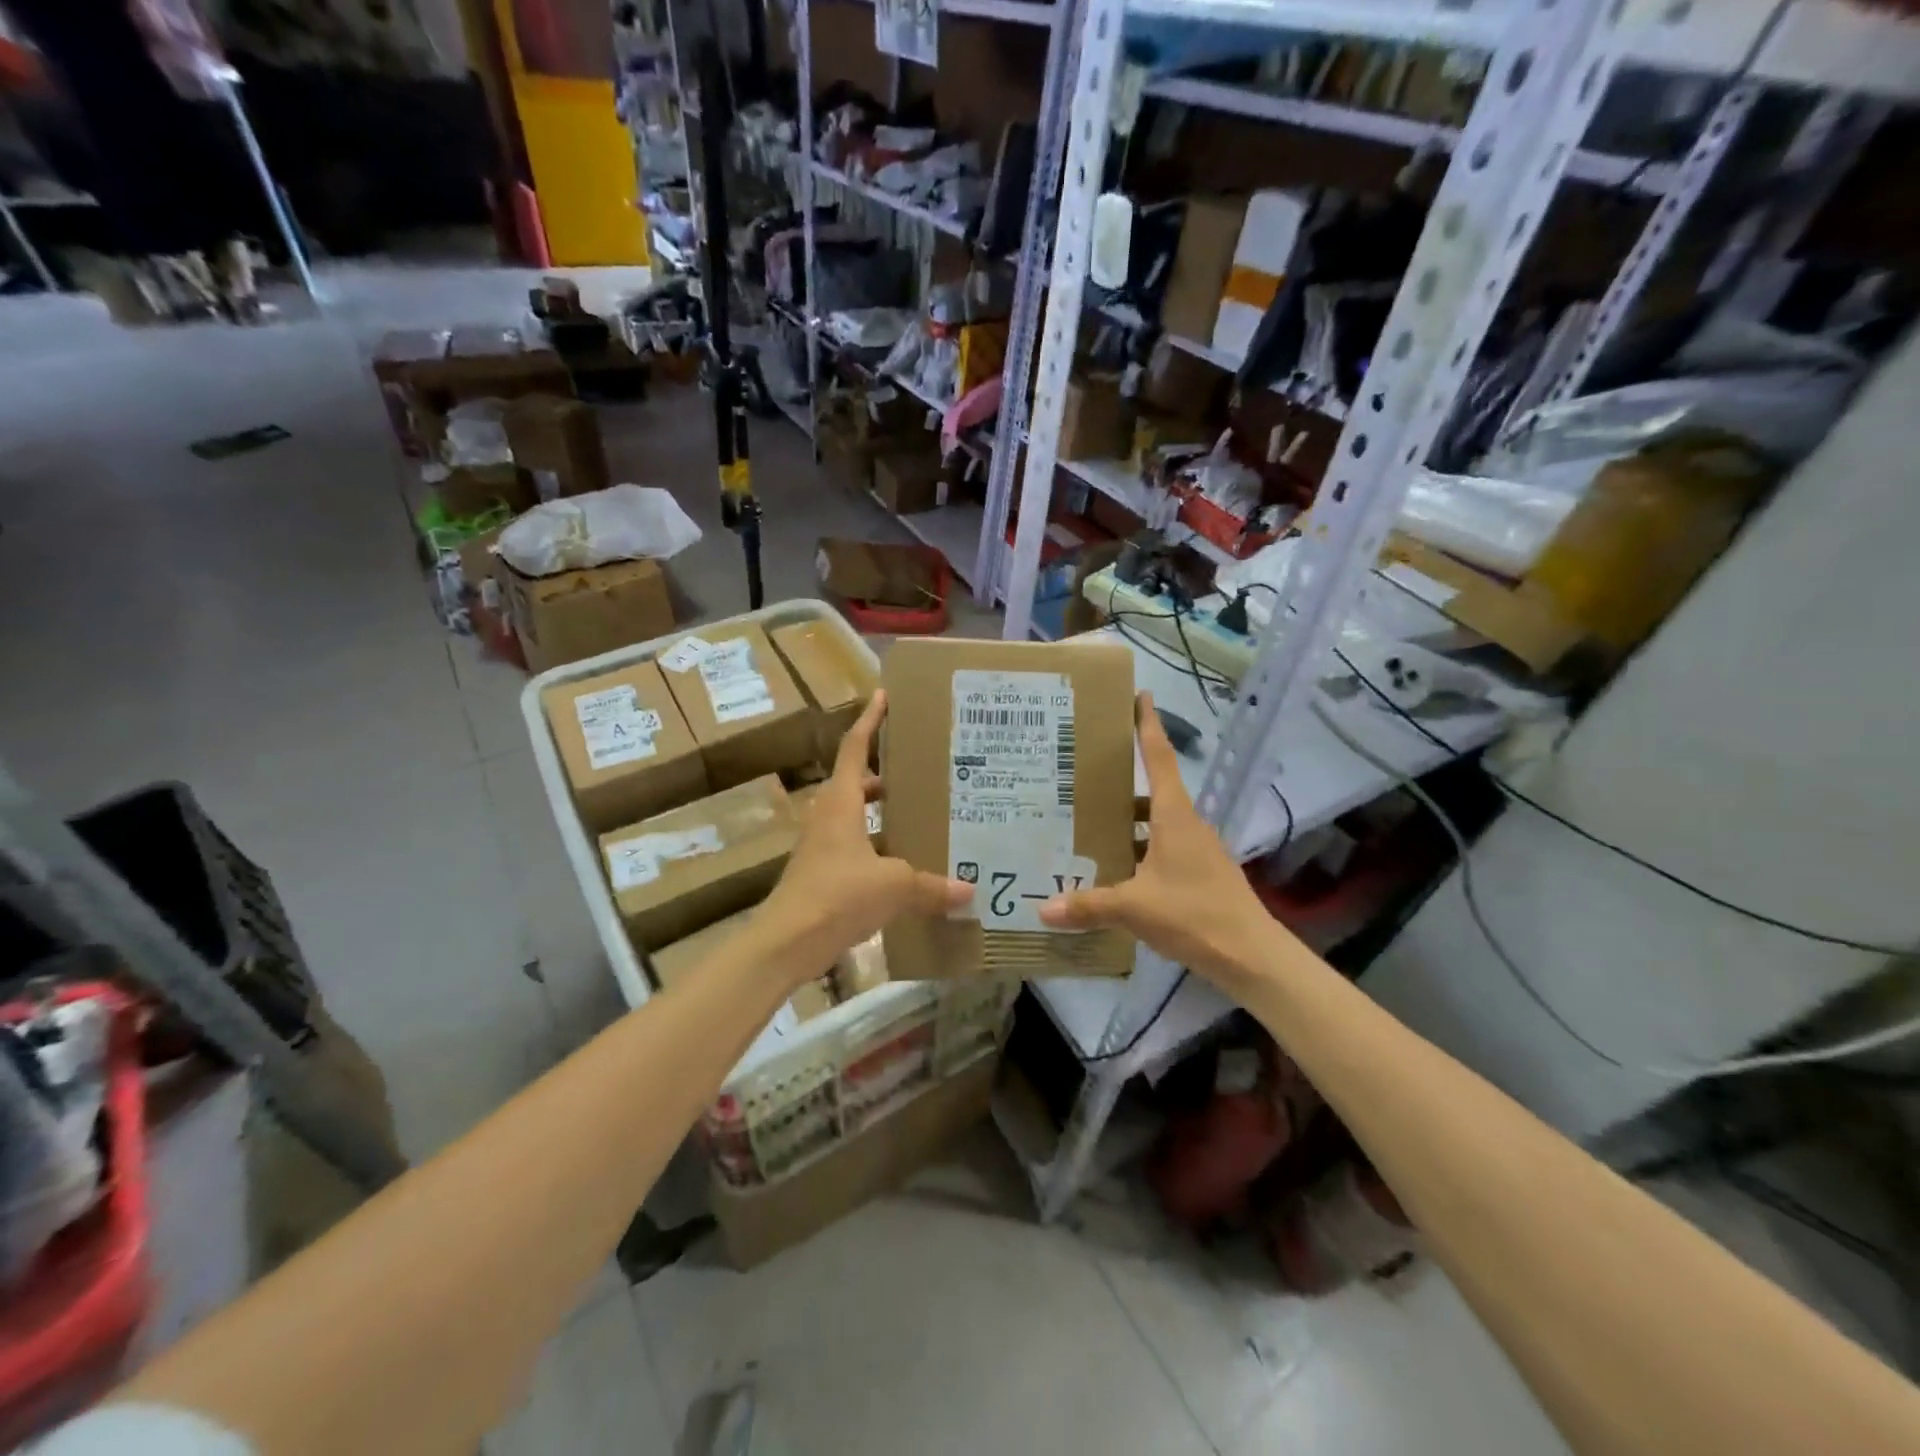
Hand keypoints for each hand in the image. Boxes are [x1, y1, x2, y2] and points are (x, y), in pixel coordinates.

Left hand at [758, 692, 969, 980]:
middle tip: (923, 767)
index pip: (856, 748)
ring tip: (923, 811)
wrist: (786, 942)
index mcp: (841, 802)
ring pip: (858, 815)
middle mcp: (830, 816)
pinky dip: (880, 845)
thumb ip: (931, 886)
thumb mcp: (893, 885)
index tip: (885, 696)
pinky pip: (858, 846)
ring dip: (884, 811)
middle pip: (858, 781)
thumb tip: (968, 891)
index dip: (870, 720)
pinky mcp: (824, 872)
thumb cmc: (837, 895)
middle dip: (887, 772)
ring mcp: (824, 845)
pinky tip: (908, 861)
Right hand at [1040, 692, 1279, 989]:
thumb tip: (1042, 909)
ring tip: (1088, 827)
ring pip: (1156, 825)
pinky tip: (1115, 871)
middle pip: (1152, 792)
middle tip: (1083, 778)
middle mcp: (1187, 826)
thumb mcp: (1134, 908)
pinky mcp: (1200, 875)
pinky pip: (1162, 851)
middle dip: (1121, 784)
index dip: (1148, 726)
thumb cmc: (1194, 915)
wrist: (1252, 956)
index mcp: (1174, 817)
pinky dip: (1138, 851)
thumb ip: (1088, 905)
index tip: (1141, 696)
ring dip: (1128, 823)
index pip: (1159, 759)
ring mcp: (1197, 851)